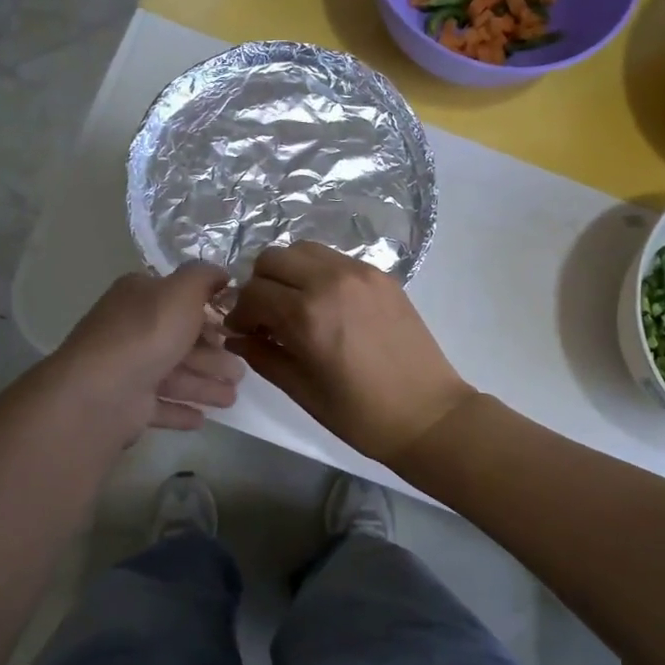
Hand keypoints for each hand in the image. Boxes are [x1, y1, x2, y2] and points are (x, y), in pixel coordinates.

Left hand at [51, 262, 245, 434]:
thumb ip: (203, 277)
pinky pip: (159, 406)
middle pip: (178, 341)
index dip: (207, 312)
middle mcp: (129, 329)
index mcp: (138, 297)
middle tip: (240, 372)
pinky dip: (180, 410)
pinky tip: (202, 418)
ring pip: (173, 375)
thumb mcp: (182, 291)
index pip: (176, 299)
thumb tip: (220, 272)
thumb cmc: (147, 334)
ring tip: (232, 398)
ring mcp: (126, 369)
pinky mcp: (126, 405)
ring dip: (204, 385)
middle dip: (212, 356)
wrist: (103, 392)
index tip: (234, 327)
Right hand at [225, 242, 475, 462]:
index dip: (239, 313)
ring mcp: (360, 274)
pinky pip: (336, 259)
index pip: (253, 293)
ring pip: (304, 250)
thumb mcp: (302, 390)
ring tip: (293, 305)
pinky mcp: (382, 276)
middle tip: (264, 316)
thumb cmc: (360, 414)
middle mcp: (330, 281)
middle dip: (259, 285)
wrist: (427, 414)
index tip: (242, 332)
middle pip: (273, 258)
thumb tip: (236, 337)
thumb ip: (263, 356)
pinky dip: (318, 272)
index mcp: (307, 314)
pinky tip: (325, 304)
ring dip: (288, 272)